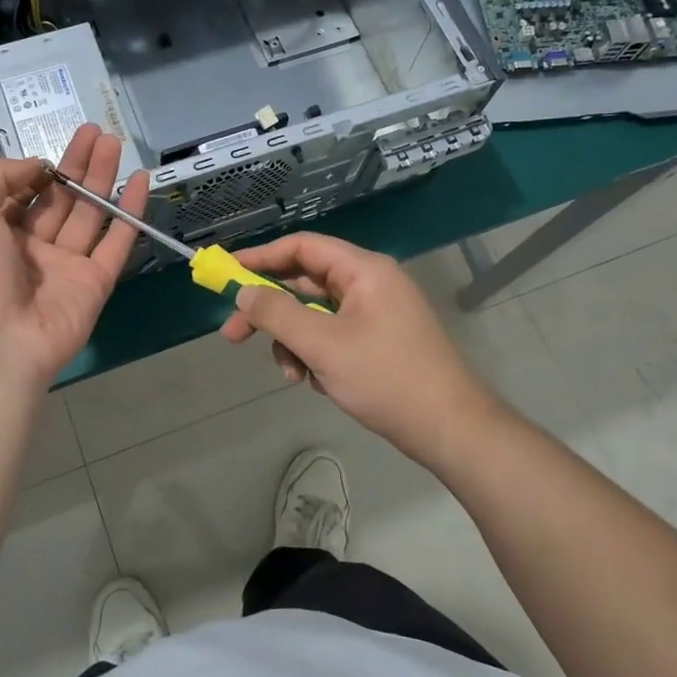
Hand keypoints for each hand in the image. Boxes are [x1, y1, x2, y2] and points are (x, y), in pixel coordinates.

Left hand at [0, 124, 148, 390]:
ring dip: (103, 179)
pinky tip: (140, 181)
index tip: (58, 148)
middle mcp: (32, 248)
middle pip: (62, 199)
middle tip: (98, 133)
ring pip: (90, 215)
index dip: (41, 170)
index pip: (25, 194)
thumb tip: (37, 165)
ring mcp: (66, 267)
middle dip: (79, 165)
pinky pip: (116, 242)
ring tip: (115, 143)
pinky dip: (130, 212)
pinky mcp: (96, 283)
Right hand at [218, 232, 499, 463]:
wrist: (449, 428)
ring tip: (293, 375)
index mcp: (363, 271)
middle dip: (270, 312)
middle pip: (304, 284)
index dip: (261, 258)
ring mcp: (375, 314)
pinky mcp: (376, 341)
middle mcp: (369, 284)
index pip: (303, 247)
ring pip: (314, 315)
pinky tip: (315, 383)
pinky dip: (315, 355)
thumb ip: (278, 314)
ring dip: (293, 342)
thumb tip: (243, 292)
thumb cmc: (386, 378)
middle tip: (233, 335)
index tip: (227, 274)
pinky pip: (331, 336)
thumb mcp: (323, 345)